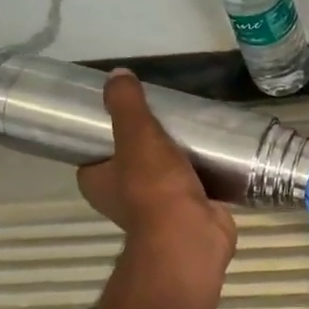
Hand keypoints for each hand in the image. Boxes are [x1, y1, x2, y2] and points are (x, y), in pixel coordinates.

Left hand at [77, 71, 236, 271]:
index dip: (106, 133)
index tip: (126, 111)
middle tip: (165, 115)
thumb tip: (117, 74)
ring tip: (191, 128)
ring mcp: (156, 208)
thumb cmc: (153, 187)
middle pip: (131, 161)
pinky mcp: (187, 212)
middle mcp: (121, 198)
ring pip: (162, 174)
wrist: (191, 234)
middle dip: (148, 143)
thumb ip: (126, 104)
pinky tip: (214, 151)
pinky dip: (200, 172)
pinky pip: (191, 185)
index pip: (94, 153)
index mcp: (97, 183)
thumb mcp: (136, 134)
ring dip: (176, 157)